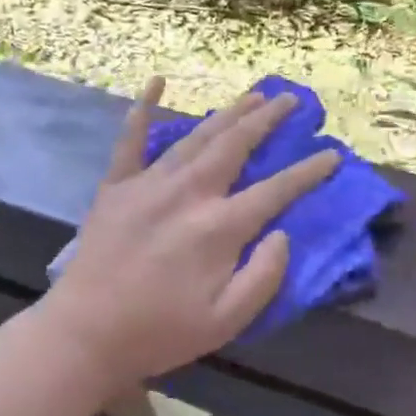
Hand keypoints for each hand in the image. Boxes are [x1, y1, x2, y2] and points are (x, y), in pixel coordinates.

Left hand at [43, 77, 339, 392]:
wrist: (84, 335)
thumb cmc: (160, 332)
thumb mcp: (227, 321)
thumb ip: (264, 276)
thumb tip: (283, 233)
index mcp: (219, 228)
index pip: (276, 190)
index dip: (308, 172)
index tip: (332, 154)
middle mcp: (189, 193)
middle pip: (237, 145)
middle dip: (268, 120)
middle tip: (292, 100)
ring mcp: (150, 183)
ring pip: (198, 136)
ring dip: (229, 113)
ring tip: (254, 96)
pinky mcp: (117, 186)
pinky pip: (131, 139)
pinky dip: (143, 108)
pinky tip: (156, 80)